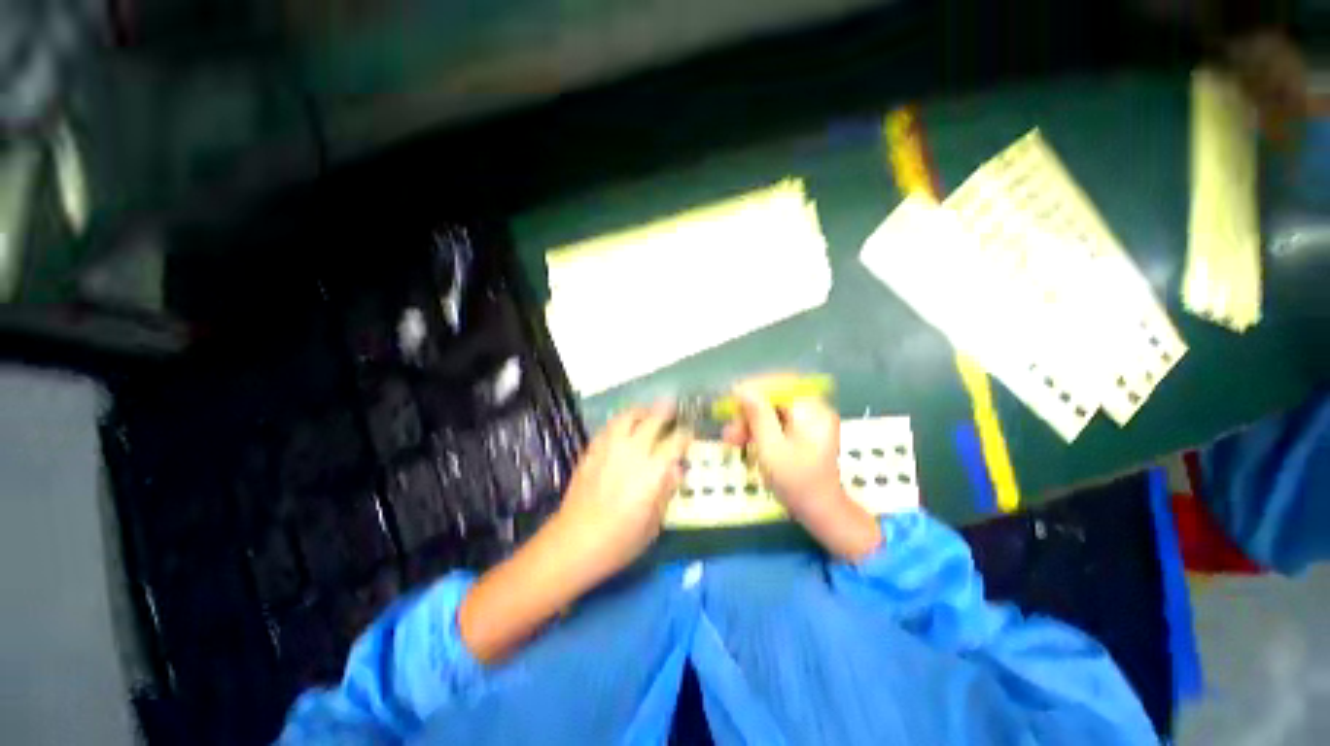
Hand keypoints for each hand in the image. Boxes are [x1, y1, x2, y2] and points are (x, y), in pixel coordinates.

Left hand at [459, 404, 688, 663]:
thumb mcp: (654, 523)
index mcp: (653, 471)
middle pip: (652, 421)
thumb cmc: (620, 540)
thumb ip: (666, 491)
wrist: (575, 542)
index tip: (689, 432)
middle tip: (671, 406)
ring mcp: (609, 449)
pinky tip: (622, 427)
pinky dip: (619, 421)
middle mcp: (633, 452)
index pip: (675, 442)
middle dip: (665, 411)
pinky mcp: (592, 451)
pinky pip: (608, 427)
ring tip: (646, 412)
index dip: (685, 434)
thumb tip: (676, 469)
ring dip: (640, 411)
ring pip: (627, 417)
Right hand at [722, 376, 842, 517]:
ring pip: (771, 409)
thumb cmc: (796, 482)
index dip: (752, 388)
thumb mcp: (772, 448)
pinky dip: (758, 428)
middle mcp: (813, 408)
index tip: (730, 400)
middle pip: (774, 397)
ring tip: (731, 439)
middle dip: (748, 411)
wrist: (819, 511)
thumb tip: (742, 388)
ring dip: (749, 421)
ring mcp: (808, 419)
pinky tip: (743, 440)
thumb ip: (758, 415)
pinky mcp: (801, 430)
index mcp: (812, 409)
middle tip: (729, 430)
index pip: (779, 384)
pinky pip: (775, 420)